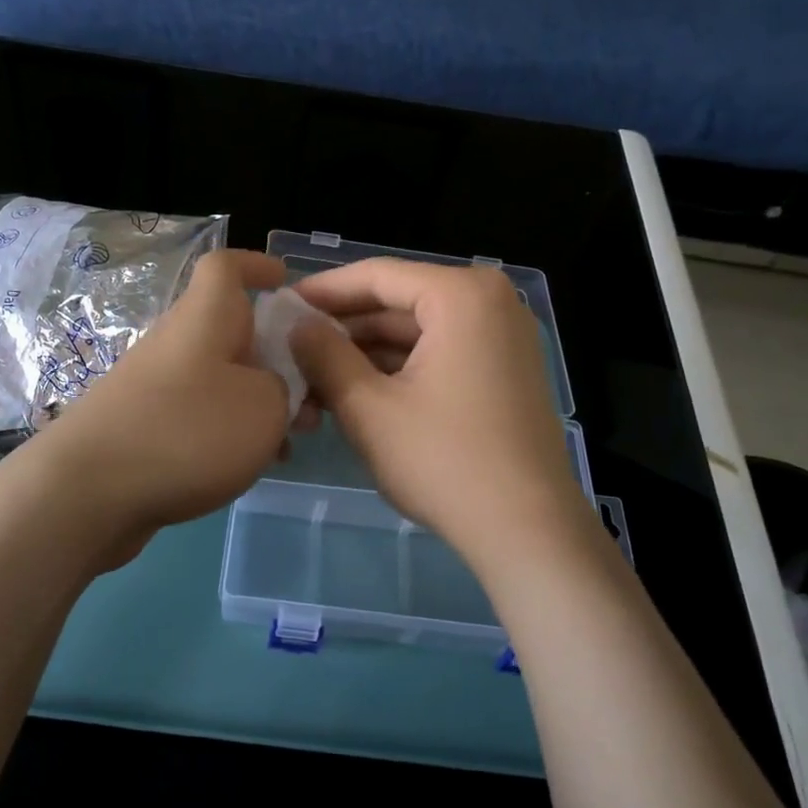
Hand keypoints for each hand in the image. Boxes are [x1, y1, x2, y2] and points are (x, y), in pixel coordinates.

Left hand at [15, 249, 291, 568]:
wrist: (88, 492)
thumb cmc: (188, 432)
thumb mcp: (265, 407)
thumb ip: (285, 388)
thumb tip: (275, 386)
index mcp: (205, 318)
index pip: (226, 266)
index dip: (257, 266)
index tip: (286, 282)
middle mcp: (178, 342)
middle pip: (234, 330)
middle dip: (279, 356)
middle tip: (312, 395)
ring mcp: (156, 385)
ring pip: (222, 378)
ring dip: (261, 401)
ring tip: (291, 440)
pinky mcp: (145, 426)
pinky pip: (200, 414)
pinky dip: (230, 430)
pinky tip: (250, 466)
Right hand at [290, 259, 601, 585]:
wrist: (527, 531)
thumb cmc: (444, 461)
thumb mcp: (368, 406)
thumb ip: (324, 355)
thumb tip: (295, 324)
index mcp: (462, 294)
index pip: (377, 276)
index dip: (322, 291)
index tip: (280, 307)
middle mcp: (490, 302)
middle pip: (397, 304)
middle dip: (342, 333)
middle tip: (290, 354)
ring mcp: (503, 337)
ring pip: (416, 334)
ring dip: (364, 358)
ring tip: (312, 385)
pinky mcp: (505, 371)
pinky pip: (439, 355)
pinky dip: (398, 372)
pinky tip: (354, 396)